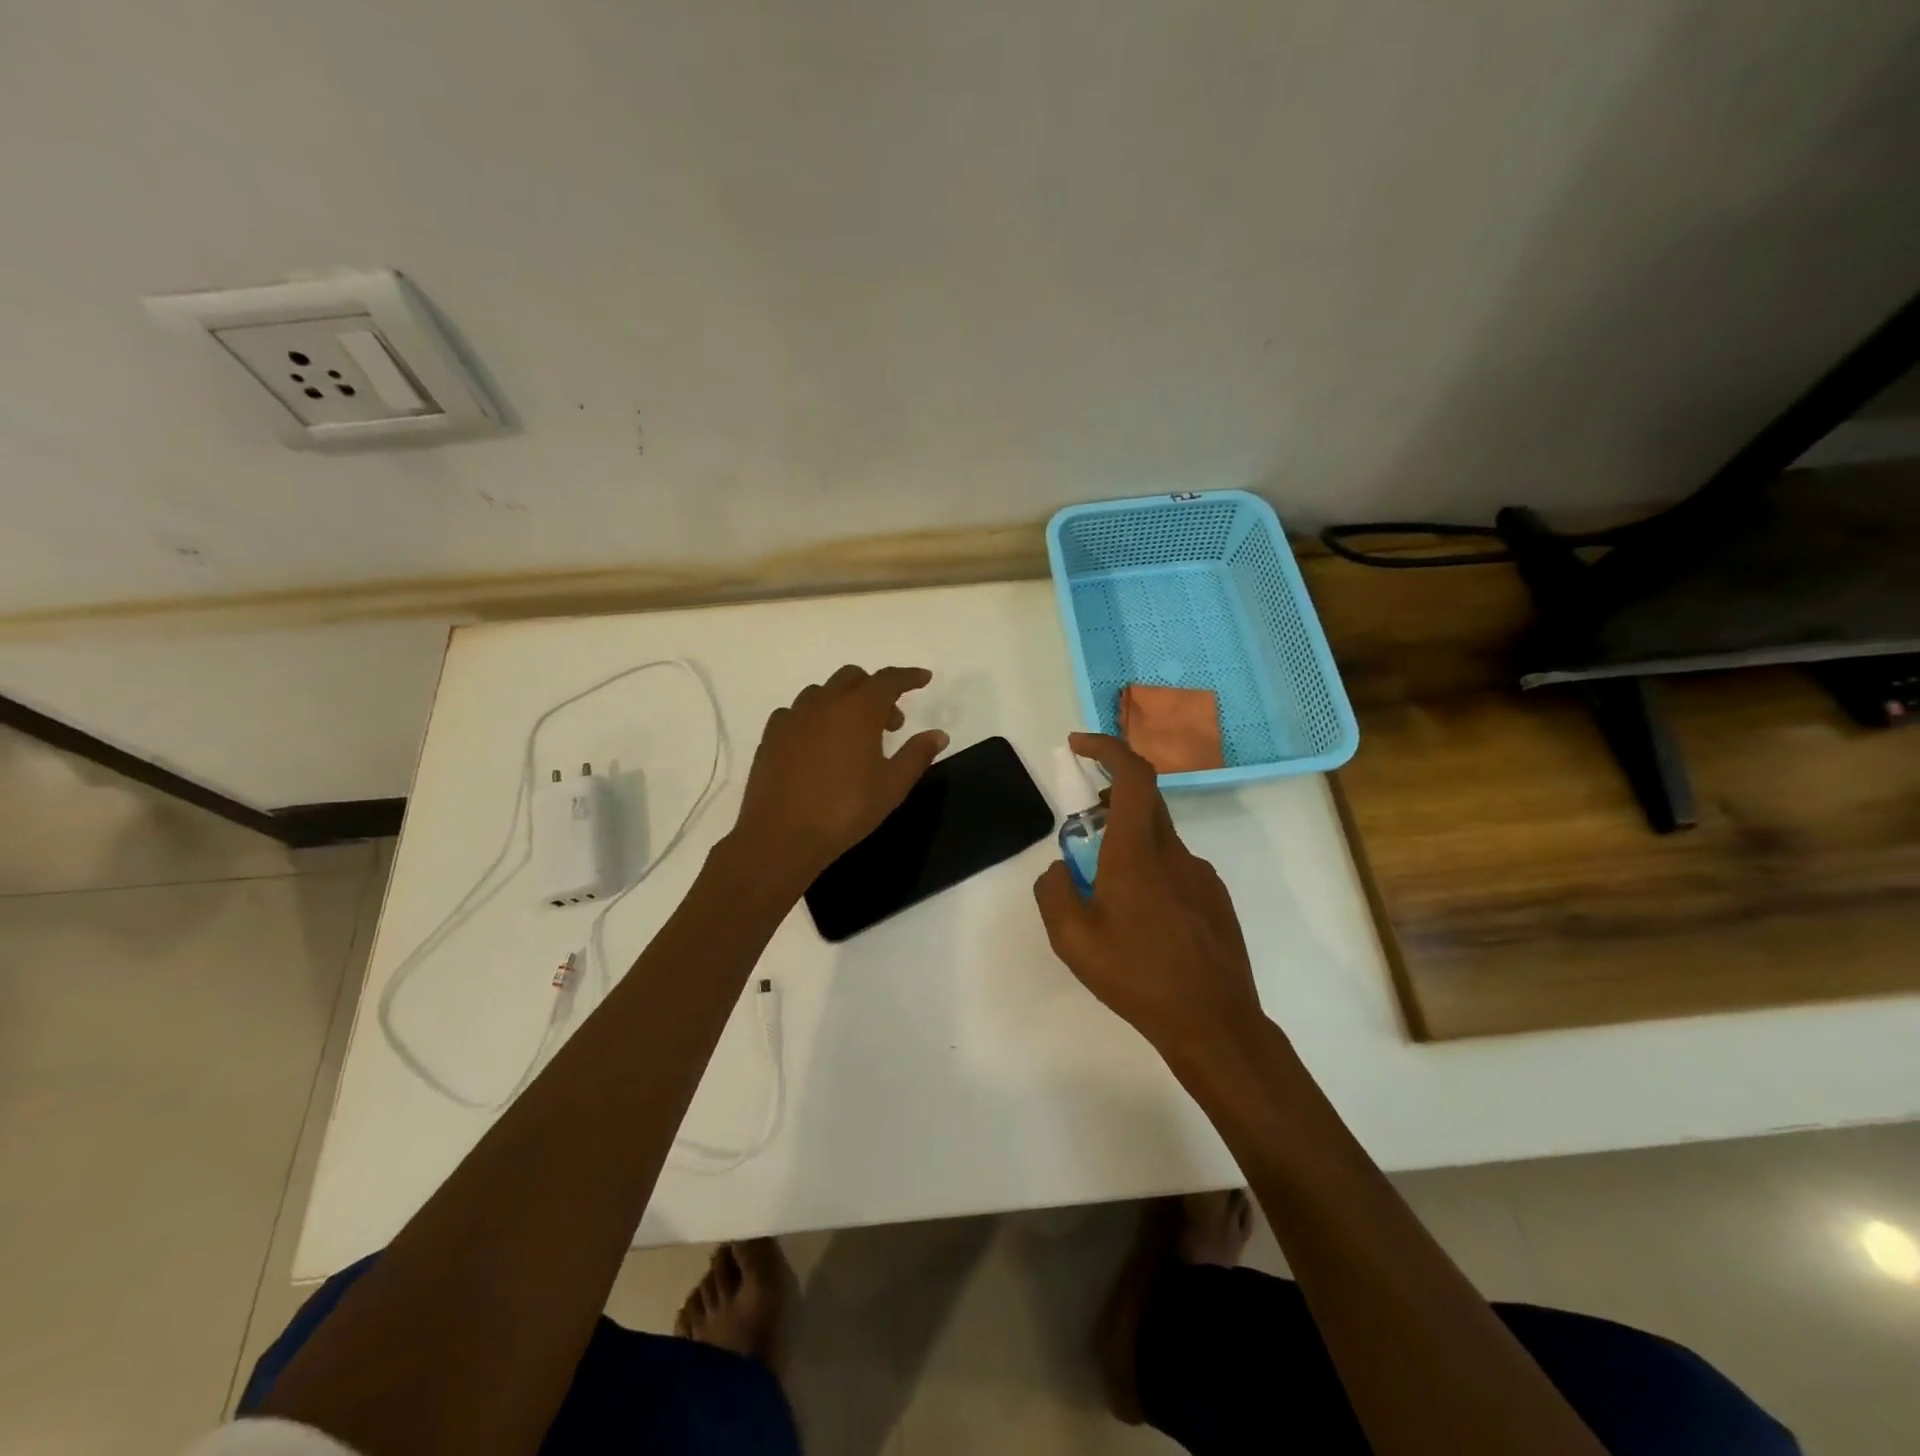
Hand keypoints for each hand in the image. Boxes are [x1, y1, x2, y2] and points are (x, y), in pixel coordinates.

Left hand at [732, 665, 948, 889]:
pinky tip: (818, 743)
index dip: (909, 677)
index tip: (923, 678)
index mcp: (858, 710)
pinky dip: (815, 717)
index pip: (888, 680)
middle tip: (890, 723)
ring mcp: (794, 716)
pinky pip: (797, 712)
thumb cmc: (845, 810)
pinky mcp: (771, 734)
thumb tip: (938, 735)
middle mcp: (824, 703)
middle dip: (876, 690)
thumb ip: (917, 755)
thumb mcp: (892, 786)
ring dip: (844, 701)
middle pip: (853, 678)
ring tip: (853, 735)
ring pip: (823, 692)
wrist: (781, 835)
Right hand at [1033, 733, 1261, 1055]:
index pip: (1133, 775)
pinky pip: (1175, 867)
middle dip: (1107, 800)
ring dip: (1127, 844)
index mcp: (1137, 852)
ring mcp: (1201, 874)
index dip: (1107, 748)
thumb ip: (1054, 891)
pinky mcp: (1215, 897)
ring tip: (1107, 896)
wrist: (1213, 1023)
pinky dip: (1150, 872)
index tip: (1078, 745)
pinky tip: (1143, 922)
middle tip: (1080, 832)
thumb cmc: (1137, 977)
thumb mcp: (1072, 939)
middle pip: (1143, 800)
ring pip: (1157, 838)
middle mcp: (1174, 852)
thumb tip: (1060, 868)